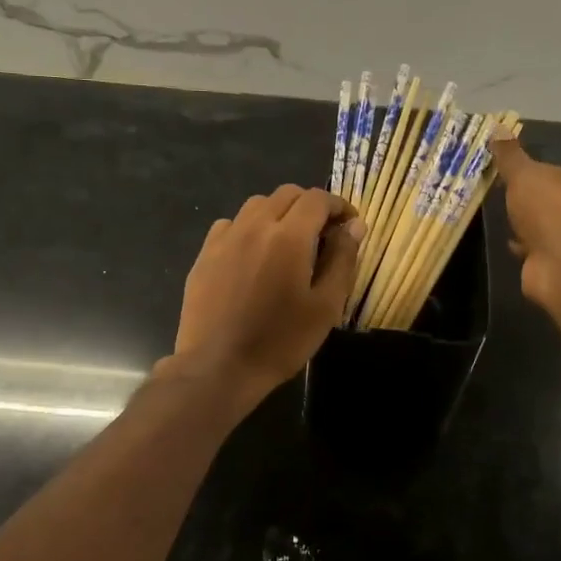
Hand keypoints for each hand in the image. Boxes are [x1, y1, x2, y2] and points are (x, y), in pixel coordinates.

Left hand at [164, 185, 361, 405]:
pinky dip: (249, 228)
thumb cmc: (280, 341)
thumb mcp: (325, 306)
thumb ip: (342, 260)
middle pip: (286, 194)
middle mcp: (254, 226)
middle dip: (310, 206)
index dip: (339, 206)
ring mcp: (225, 238)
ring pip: (256, 205)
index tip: (349, 225)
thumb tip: (355, 225)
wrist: (219, 367)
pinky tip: (254, 255)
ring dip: (279, 213)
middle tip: (323, 234)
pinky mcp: (205, 254)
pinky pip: (231, 225)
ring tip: (289, 242)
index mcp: (288, 236)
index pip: (317, 199)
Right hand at [490, 136, 560, 322]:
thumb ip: (509, 155)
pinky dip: (518, 244)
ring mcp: (560, 235)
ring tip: (493, 216)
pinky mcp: (548, 259)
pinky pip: (529, 247)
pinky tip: (505, 241)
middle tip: (491, 191)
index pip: (544, 169)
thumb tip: (497, 125)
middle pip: (540, 196)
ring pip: (534, 223)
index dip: (523, 168)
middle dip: (521, 196)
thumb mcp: (523, 175)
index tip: (498, 168)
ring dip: (519, 221)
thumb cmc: (546, 210)